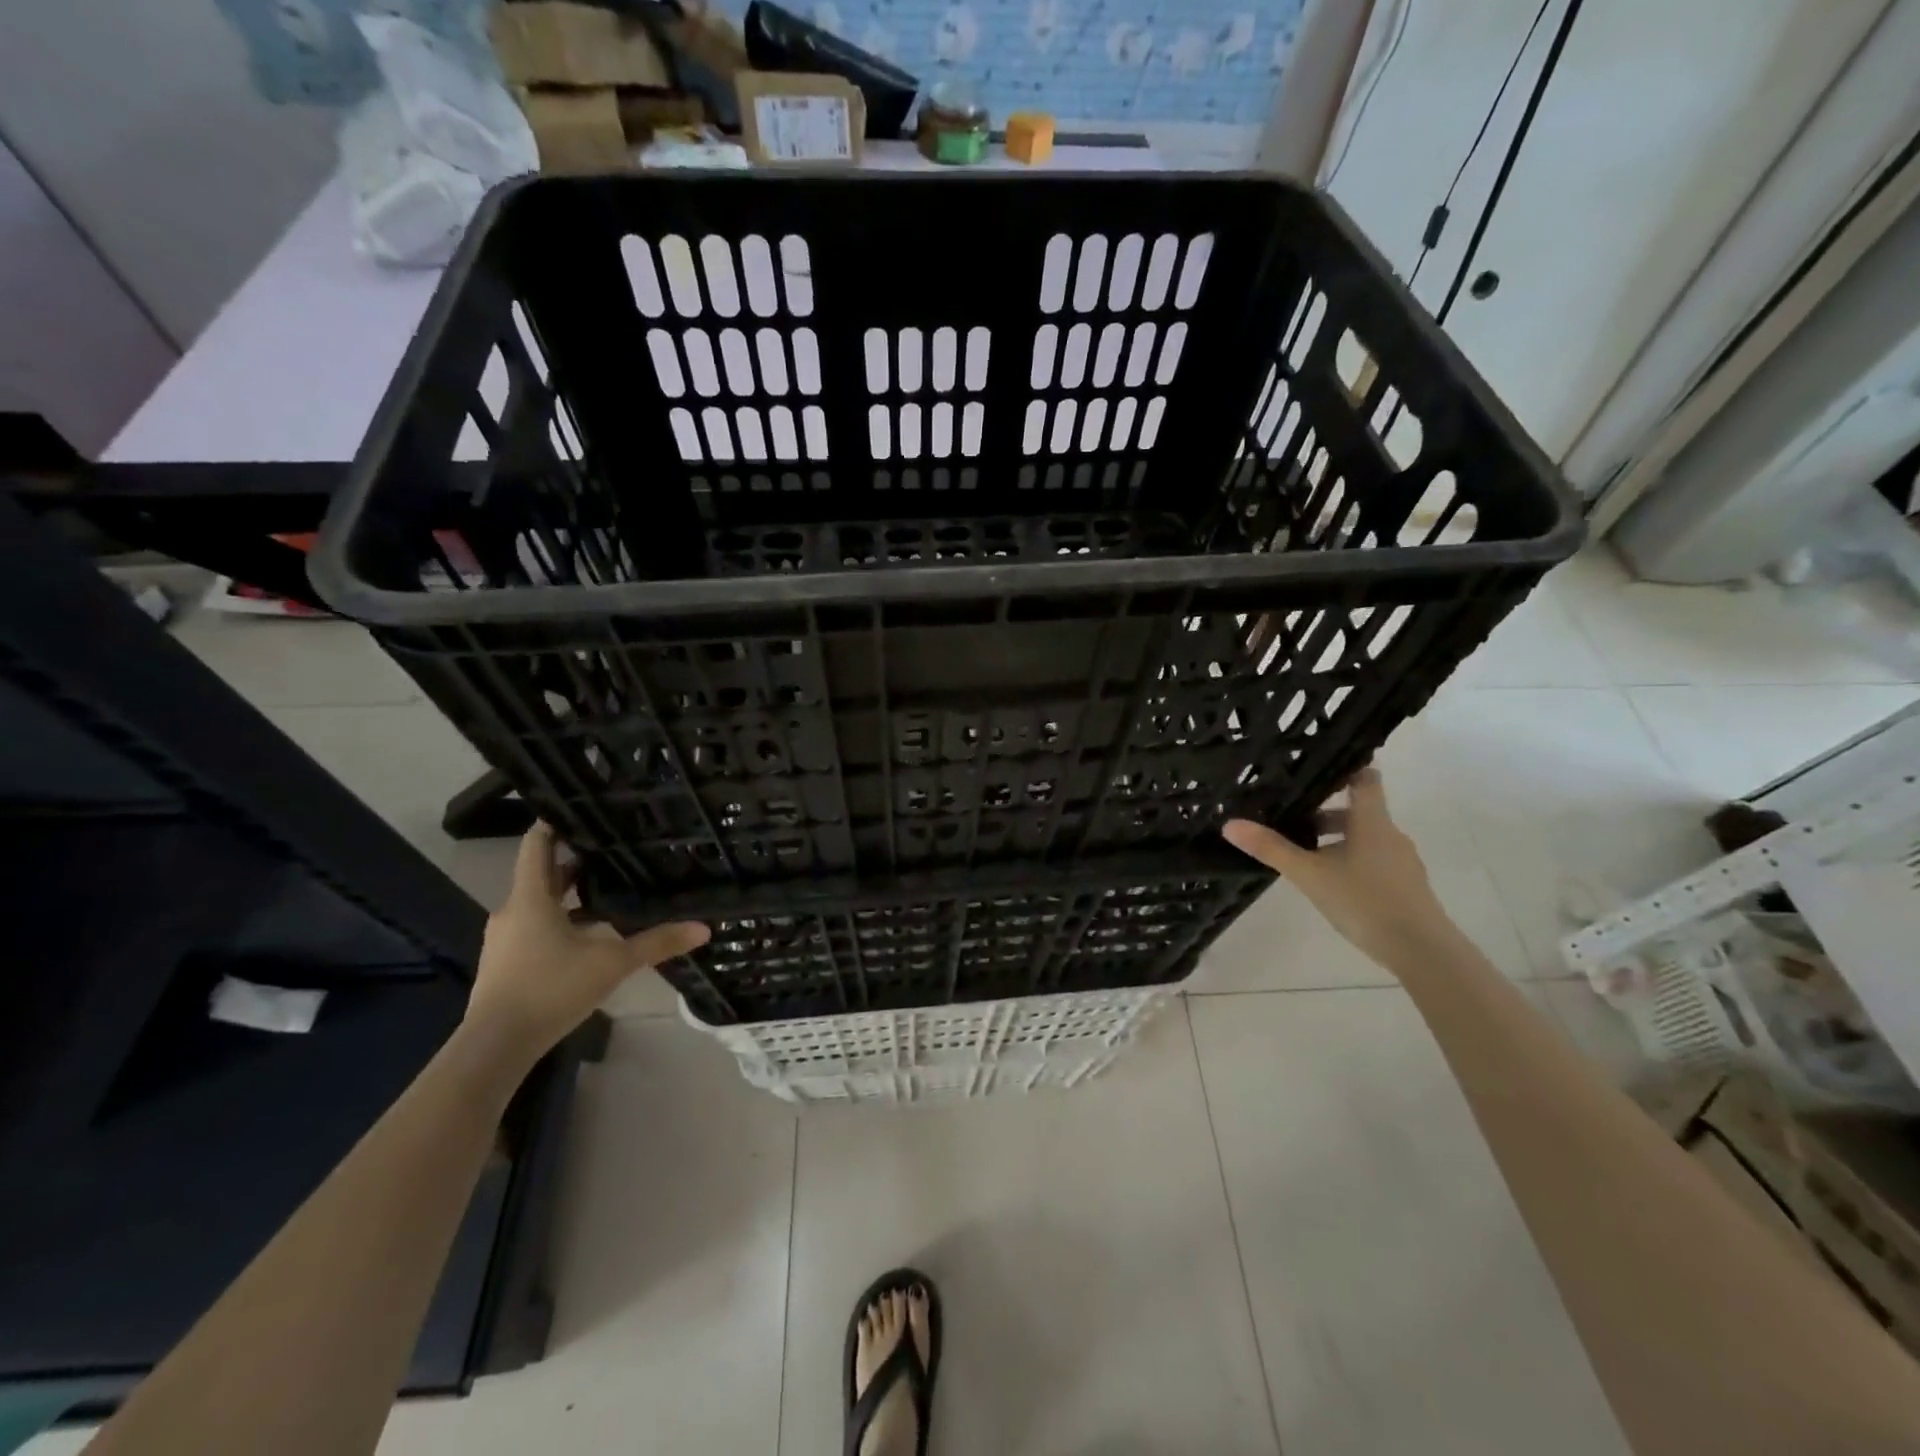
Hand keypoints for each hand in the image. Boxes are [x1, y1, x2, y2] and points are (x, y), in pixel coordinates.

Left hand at [465, 822, 709, 1059]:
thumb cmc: (551, 989)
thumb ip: (656, 943)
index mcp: (531, 898)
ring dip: (568, 894)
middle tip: (611, 846)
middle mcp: (514, 911)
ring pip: (539, 903)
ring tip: (607, 887)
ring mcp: (506, 939)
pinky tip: (589, 932)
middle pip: (541, 873)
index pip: (537, 845)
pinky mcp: (507, 963)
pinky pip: (535, 927)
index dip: (554, 823)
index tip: (579, 808)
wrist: (496, 1046)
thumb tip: (703, 927)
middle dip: (574, 860)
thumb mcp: (612, 963)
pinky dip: (561, 920)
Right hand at [1222, 766, 1455, 967]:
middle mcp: (1390, 835)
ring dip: (1336, 841)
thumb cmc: (1365, 900)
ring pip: (1364, 839)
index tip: (1316, 770)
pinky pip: (1374, 861)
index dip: (1343, 769)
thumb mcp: (1309, 874)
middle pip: (1358, 811)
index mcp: (1372, 821)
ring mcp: (1401, 862)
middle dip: (1325, 813)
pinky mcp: (1405, 886)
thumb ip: (1271, 849)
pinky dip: (1350, 862)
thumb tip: (1230, 824)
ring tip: (1304, 857)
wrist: (1422, 951)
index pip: (1365, 778)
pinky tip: (1330, 884)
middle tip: (1292, 819)